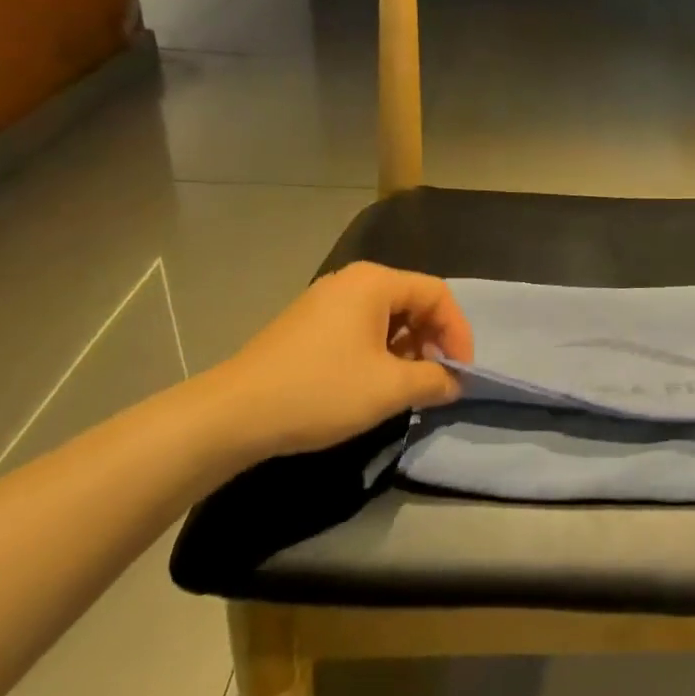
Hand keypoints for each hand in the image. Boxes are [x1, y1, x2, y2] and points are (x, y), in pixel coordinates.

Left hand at [197, 262, 474, 463]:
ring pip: (388, 316)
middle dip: (433, 340)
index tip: (461, 372)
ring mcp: (326, 300)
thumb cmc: (321, 391)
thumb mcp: (389, 388)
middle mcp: (352, 281)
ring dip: (408, 348)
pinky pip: (361, 326)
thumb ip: (434, 380)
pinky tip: (375, 382)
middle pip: (413, 301)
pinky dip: (381, 350)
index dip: (458, 333)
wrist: (234, 414)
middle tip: (437, 379)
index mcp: (375, 282)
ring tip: (408, 385)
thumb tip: (456, 382)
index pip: (438, 294)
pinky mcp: (309, 323)